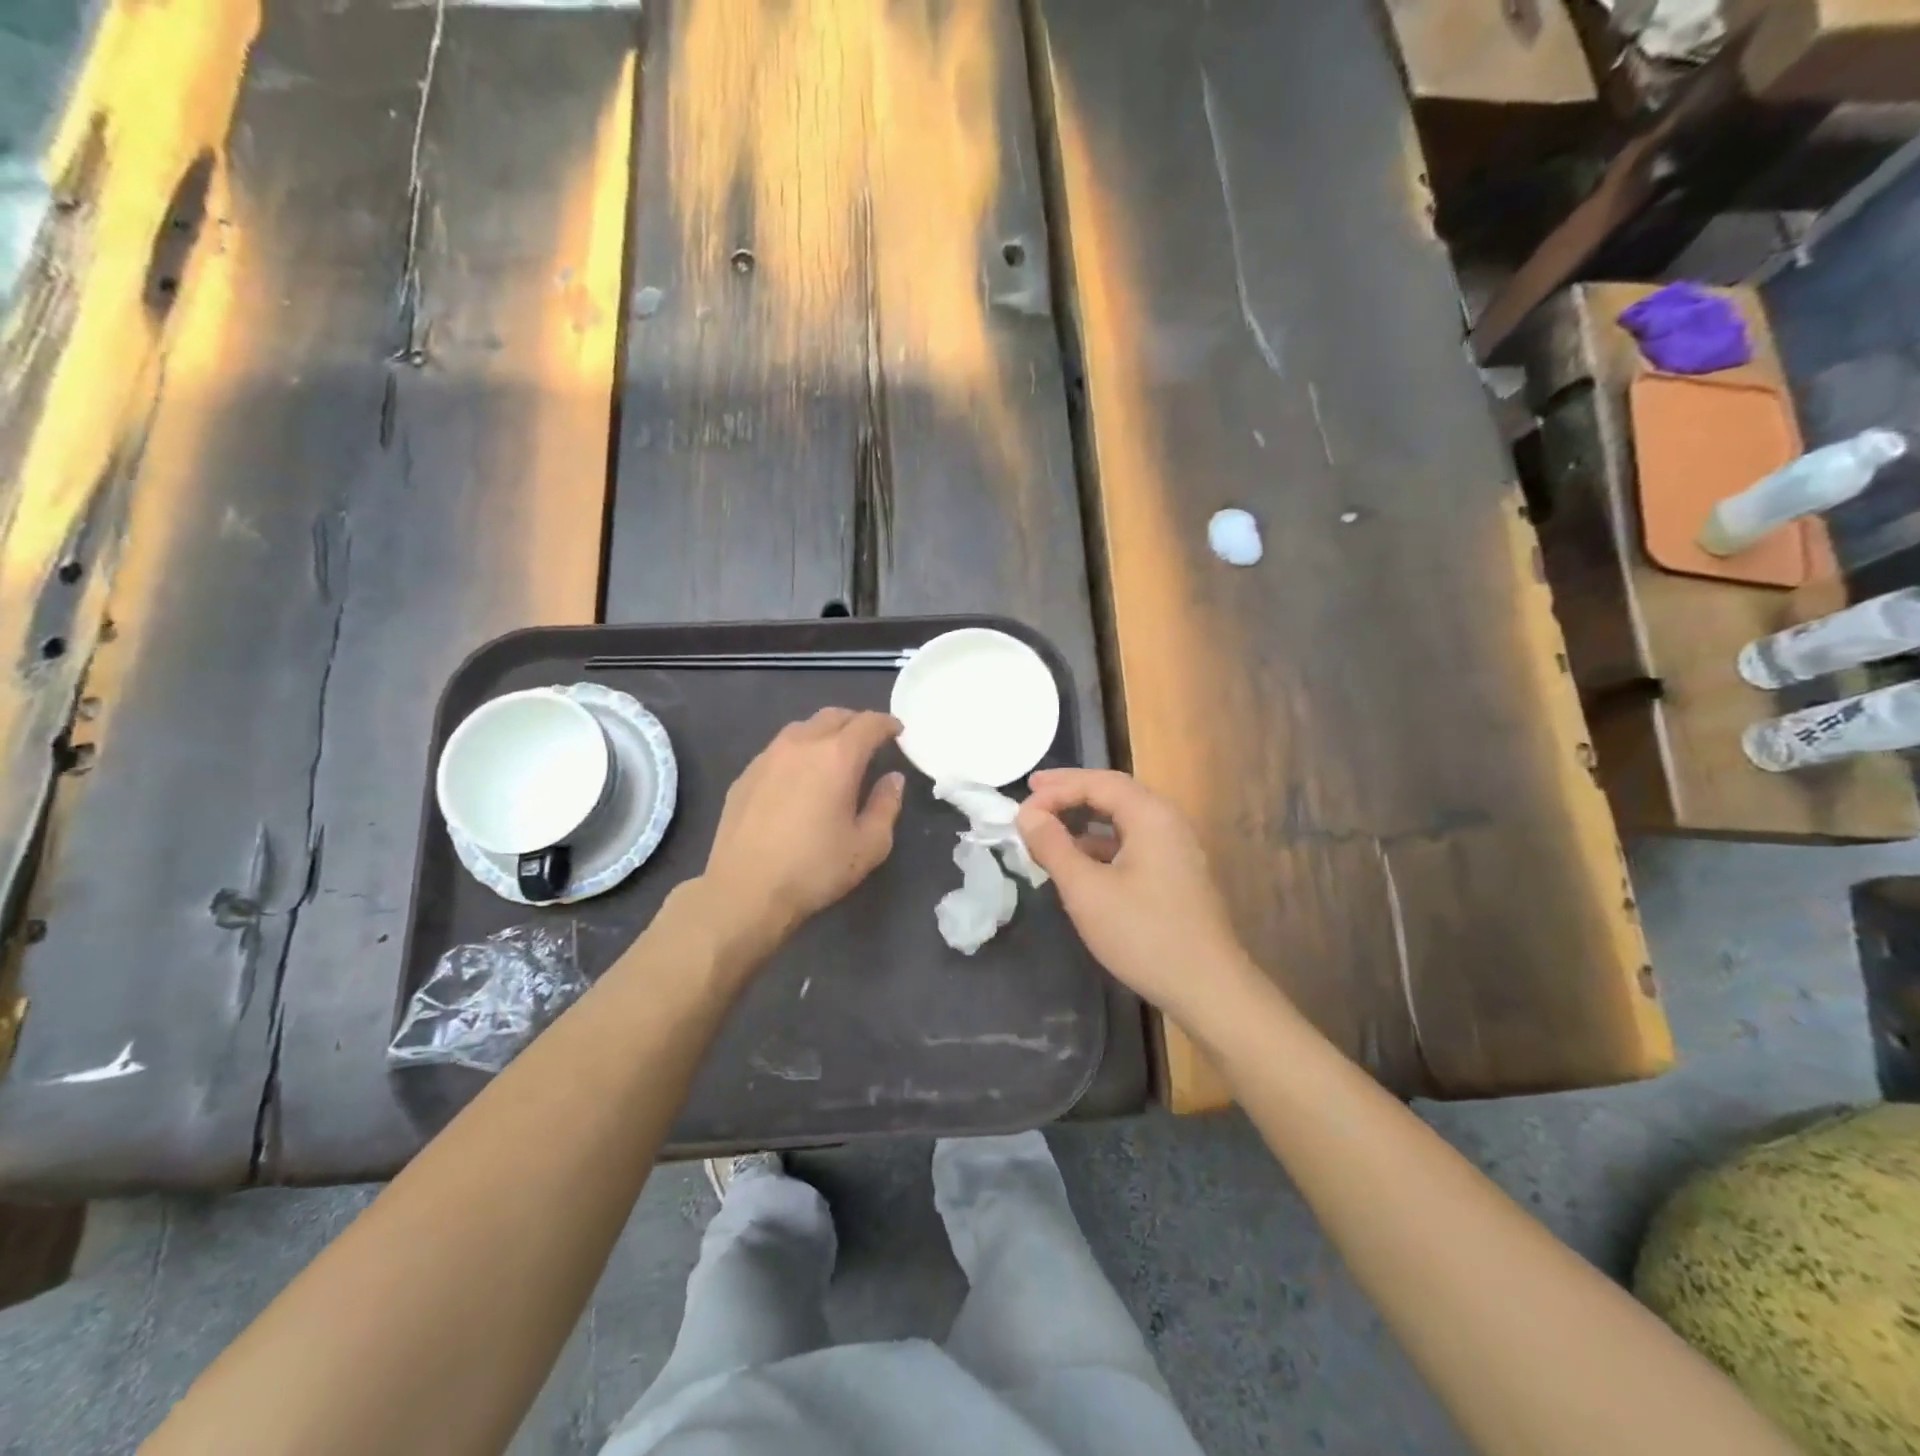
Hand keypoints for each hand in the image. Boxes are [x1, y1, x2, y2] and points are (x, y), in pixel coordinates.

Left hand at [698, 708, 904, 967]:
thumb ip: (886, 805)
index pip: (868, 724)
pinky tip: (798, 777)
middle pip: (833, 716)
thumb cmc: (815, 869)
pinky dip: (798, 752)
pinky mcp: (745, 775)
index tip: (897, 731)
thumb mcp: (868, 845)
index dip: (887, 724)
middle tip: (869, 741)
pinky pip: (778, 749)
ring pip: (802, 728)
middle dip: (856, 722)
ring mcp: (767, 757)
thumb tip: (892, 779)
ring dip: (824, 733)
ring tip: (833, 755)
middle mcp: (801, 745)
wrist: (744, 890)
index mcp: (837, 757)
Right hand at [1017, 769, 1258, 1028]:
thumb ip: (1053, 846)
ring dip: (1085, 818)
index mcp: (1151, 815)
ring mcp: (1176, 849)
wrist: (1207, 988)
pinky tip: (1080, 861)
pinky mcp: (1176, 874)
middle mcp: (1168, 822)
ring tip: (1050, 826)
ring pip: (1124, 819)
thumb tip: (1028, 813)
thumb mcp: (1086, 890)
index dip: (1056, 788)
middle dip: (1071, 792)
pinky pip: (1133, 842)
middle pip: (1113, 793)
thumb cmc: (1143, 934)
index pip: (1097, 782)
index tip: (1021, 808)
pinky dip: (1101, 842)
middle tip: (1034, 793)